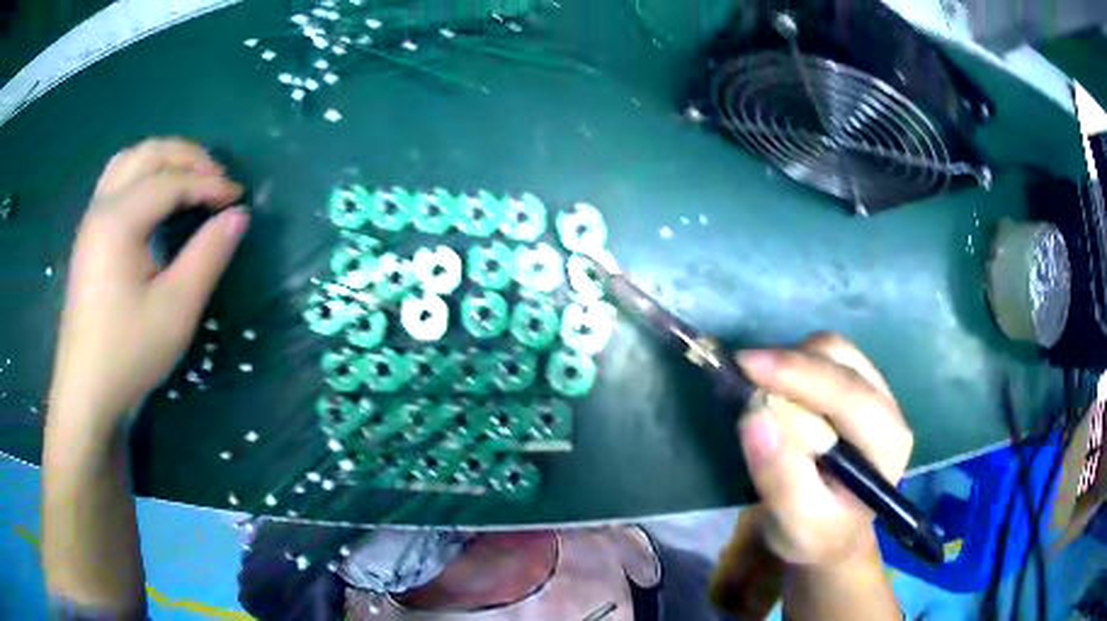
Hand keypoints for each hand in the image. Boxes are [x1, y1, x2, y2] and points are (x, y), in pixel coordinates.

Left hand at [49, 138, 248, 430]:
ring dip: (162, 159)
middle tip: (217, 178)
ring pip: (128, 161)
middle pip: (148, 155)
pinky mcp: (88, 238)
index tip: (239, 197)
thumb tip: (238, 216)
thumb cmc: (128, 353)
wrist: (86, 393)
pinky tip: (153, 197)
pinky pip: (116, 181)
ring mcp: (91, 221)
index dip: (209, 183)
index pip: (171, 181)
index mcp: (120, 220)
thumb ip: (208, 256)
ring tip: (188, 177)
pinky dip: (142, 174)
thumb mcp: (176, 310)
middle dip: (187, 157)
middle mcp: (102, 207)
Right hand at [735, 333, 912, 566]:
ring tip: (760, 389)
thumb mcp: (795, 524)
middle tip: (743, 378)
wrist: (831, 533)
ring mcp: (875, 392)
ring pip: (834, 350)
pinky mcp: (858, 386)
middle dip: (791, 364)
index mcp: (887, 444)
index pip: (849, 395)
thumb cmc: (816, 534)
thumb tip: (755, 416)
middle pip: (842, 360)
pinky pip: (826, 356)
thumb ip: (780, 478)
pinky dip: (795, 364)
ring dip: (791, 362)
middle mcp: (889, 409)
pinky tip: (778, 389)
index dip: (799, 373)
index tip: (746, 366)